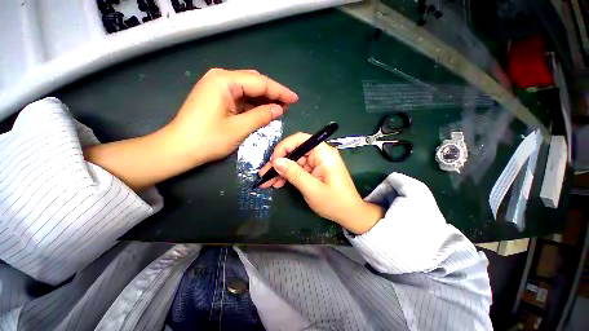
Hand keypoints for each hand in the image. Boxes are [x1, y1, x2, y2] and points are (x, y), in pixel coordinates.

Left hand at [83, 68, 297, 190]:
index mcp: (224, 81)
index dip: (280, 91)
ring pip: (248, 90)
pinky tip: (263, 111)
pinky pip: (240, 98)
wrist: (178, 149)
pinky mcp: (217, 98)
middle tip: (288, 105)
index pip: (260, 82)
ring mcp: (217, 88)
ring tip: (279, 109)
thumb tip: (279, 109)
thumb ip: (261, 116)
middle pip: (254, 83)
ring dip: (264, 99)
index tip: (295, 99)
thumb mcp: (239, 128)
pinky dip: (253, 105)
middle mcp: (220, 79)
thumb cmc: (207, 139)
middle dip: (272, 94)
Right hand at [258, 133, 384, 233]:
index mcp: (323, 153)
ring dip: (281, 171)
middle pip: (295, 151)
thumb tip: (276, 161)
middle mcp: (320, 154)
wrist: (350, 214)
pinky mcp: (314, 171)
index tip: (273, 161)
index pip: (300, 139)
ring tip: (267, 182)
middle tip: (264, 174)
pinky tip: (278, 183)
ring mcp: (317, 162)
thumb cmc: (335, 202)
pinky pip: (298, 169)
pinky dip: (288, 176)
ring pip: (294, 161)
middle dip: (279, 162)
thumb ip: (294, 174)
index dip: (284, 147)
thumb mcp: (312, 189)